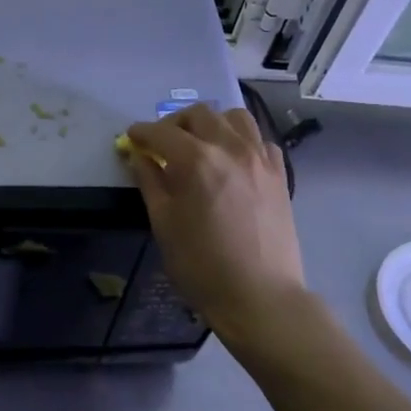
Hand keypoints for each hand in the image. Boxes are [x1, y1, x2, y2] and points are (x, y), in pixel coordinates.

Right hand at [122, 105, 305, 336]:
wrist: (259, 295)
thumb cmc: (201, 265)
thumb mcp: (163, 224)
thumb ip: (150, 182)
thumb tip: (139, 157)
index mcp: (196, 160)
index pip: (161, 132)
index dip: (141, 133)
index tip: (131, 139)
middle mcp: (230, 148)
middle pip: (199, 114)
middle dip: (174, 123)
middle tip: (162, 144)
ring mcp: (260, 158)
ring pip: (234, 118)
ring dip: (211, 123)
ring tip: (200, 145)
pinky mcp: (279, 174)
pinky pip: (260, 140)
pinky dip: (241, 141)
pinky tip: (232, 161)